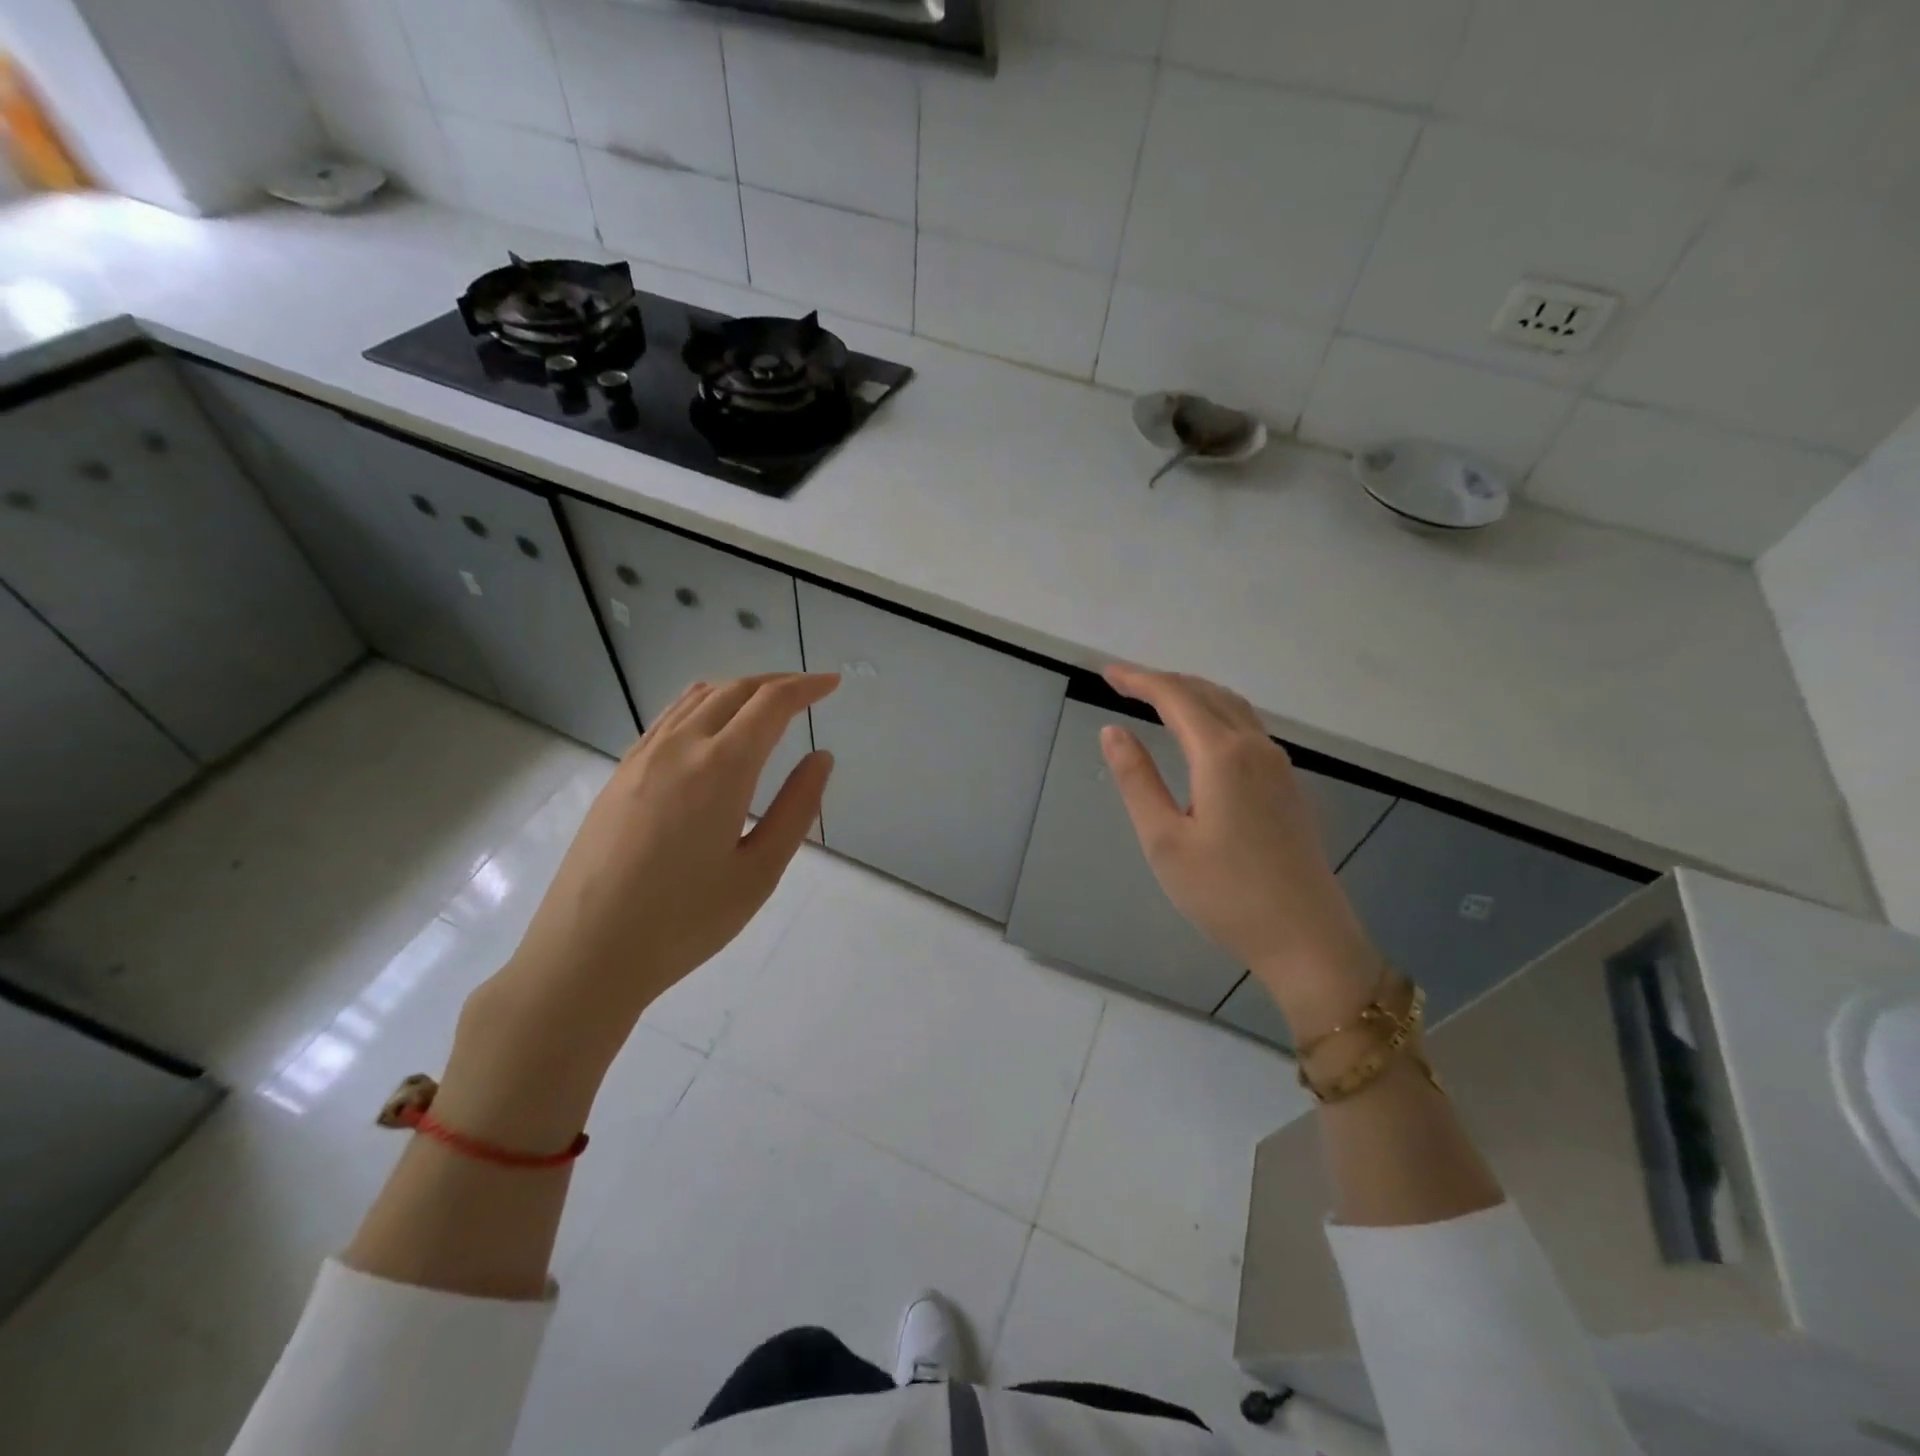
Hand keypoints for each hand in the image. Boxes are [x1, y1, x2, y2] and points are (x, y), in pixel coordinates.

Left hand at [469, 673, 838, 1074]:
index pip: (771, 703)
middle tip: (808, 691)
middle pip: (735, 690)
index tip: (832, 683)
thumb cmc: (685, 921)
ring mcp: (643, 756)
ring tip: (766, 703)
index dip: (806, 687)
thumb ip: (796, 809)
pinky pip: (670, 717)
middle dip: (777, 682)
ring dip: (740, 689)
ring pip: (698, 697)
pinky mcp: (621, 773)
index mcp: (721, 768)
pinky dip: (704, 704)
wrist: (587, 952)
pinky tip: (712, 726)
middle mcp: (680, 746)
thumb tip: (821, 758)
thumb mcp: (759, 872)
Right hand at [1099, 665, 1383, 1038]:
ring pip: (1232, 707)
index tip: (1106, 673)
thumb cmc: (1225, 894)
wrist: (1307, 938)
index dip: (1139, 680)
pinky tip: (1202, 732)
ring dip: (1192, 694)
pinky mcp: (1288, 786)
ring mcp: (1278, 766)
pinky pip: (1247, 727)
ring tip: (1157, 698)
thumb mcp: (1164, 840)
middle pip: (1207, 694)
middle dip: (1163, 681)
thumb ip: (1137, 779)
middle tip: (1124, 682)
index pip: (1175, 697)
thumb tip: (1112, 731)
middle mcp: (1255, 748)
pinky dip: (1215, 712)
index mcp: (1222, 755)